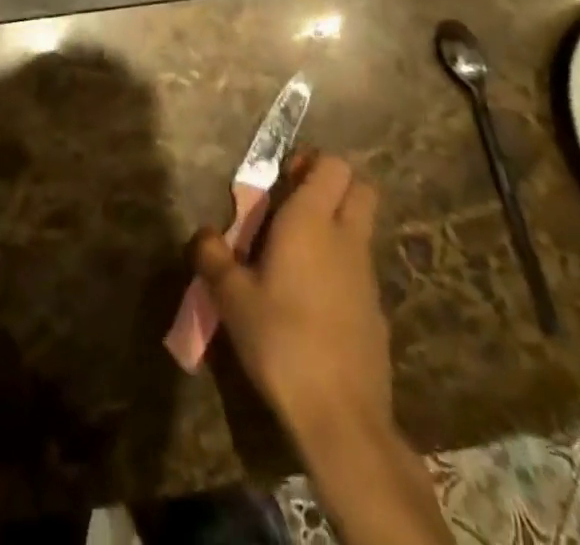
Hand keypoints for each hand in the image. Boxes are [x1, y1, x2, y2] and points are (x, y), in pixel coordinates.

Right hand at [193, 154, 390, 445]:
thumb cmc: (281, 339)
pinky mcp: (376, 310)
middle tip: (295, 205)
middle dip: (333, 185)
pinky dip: (342, 265)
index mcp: (312, 220)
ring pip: (361, 227)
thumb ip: (213, 257)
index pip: (332, 164)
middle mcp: (346, 237)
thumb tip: (203, 234)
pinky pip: (361, 267)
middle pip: (360, 187)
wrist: (341, 416)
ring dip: (337, 225)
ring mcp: (367, 274)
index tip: (283, 180)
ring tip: (295, 254)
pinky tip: (312, 298)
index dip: (311, 162)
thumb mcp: (232, 298)